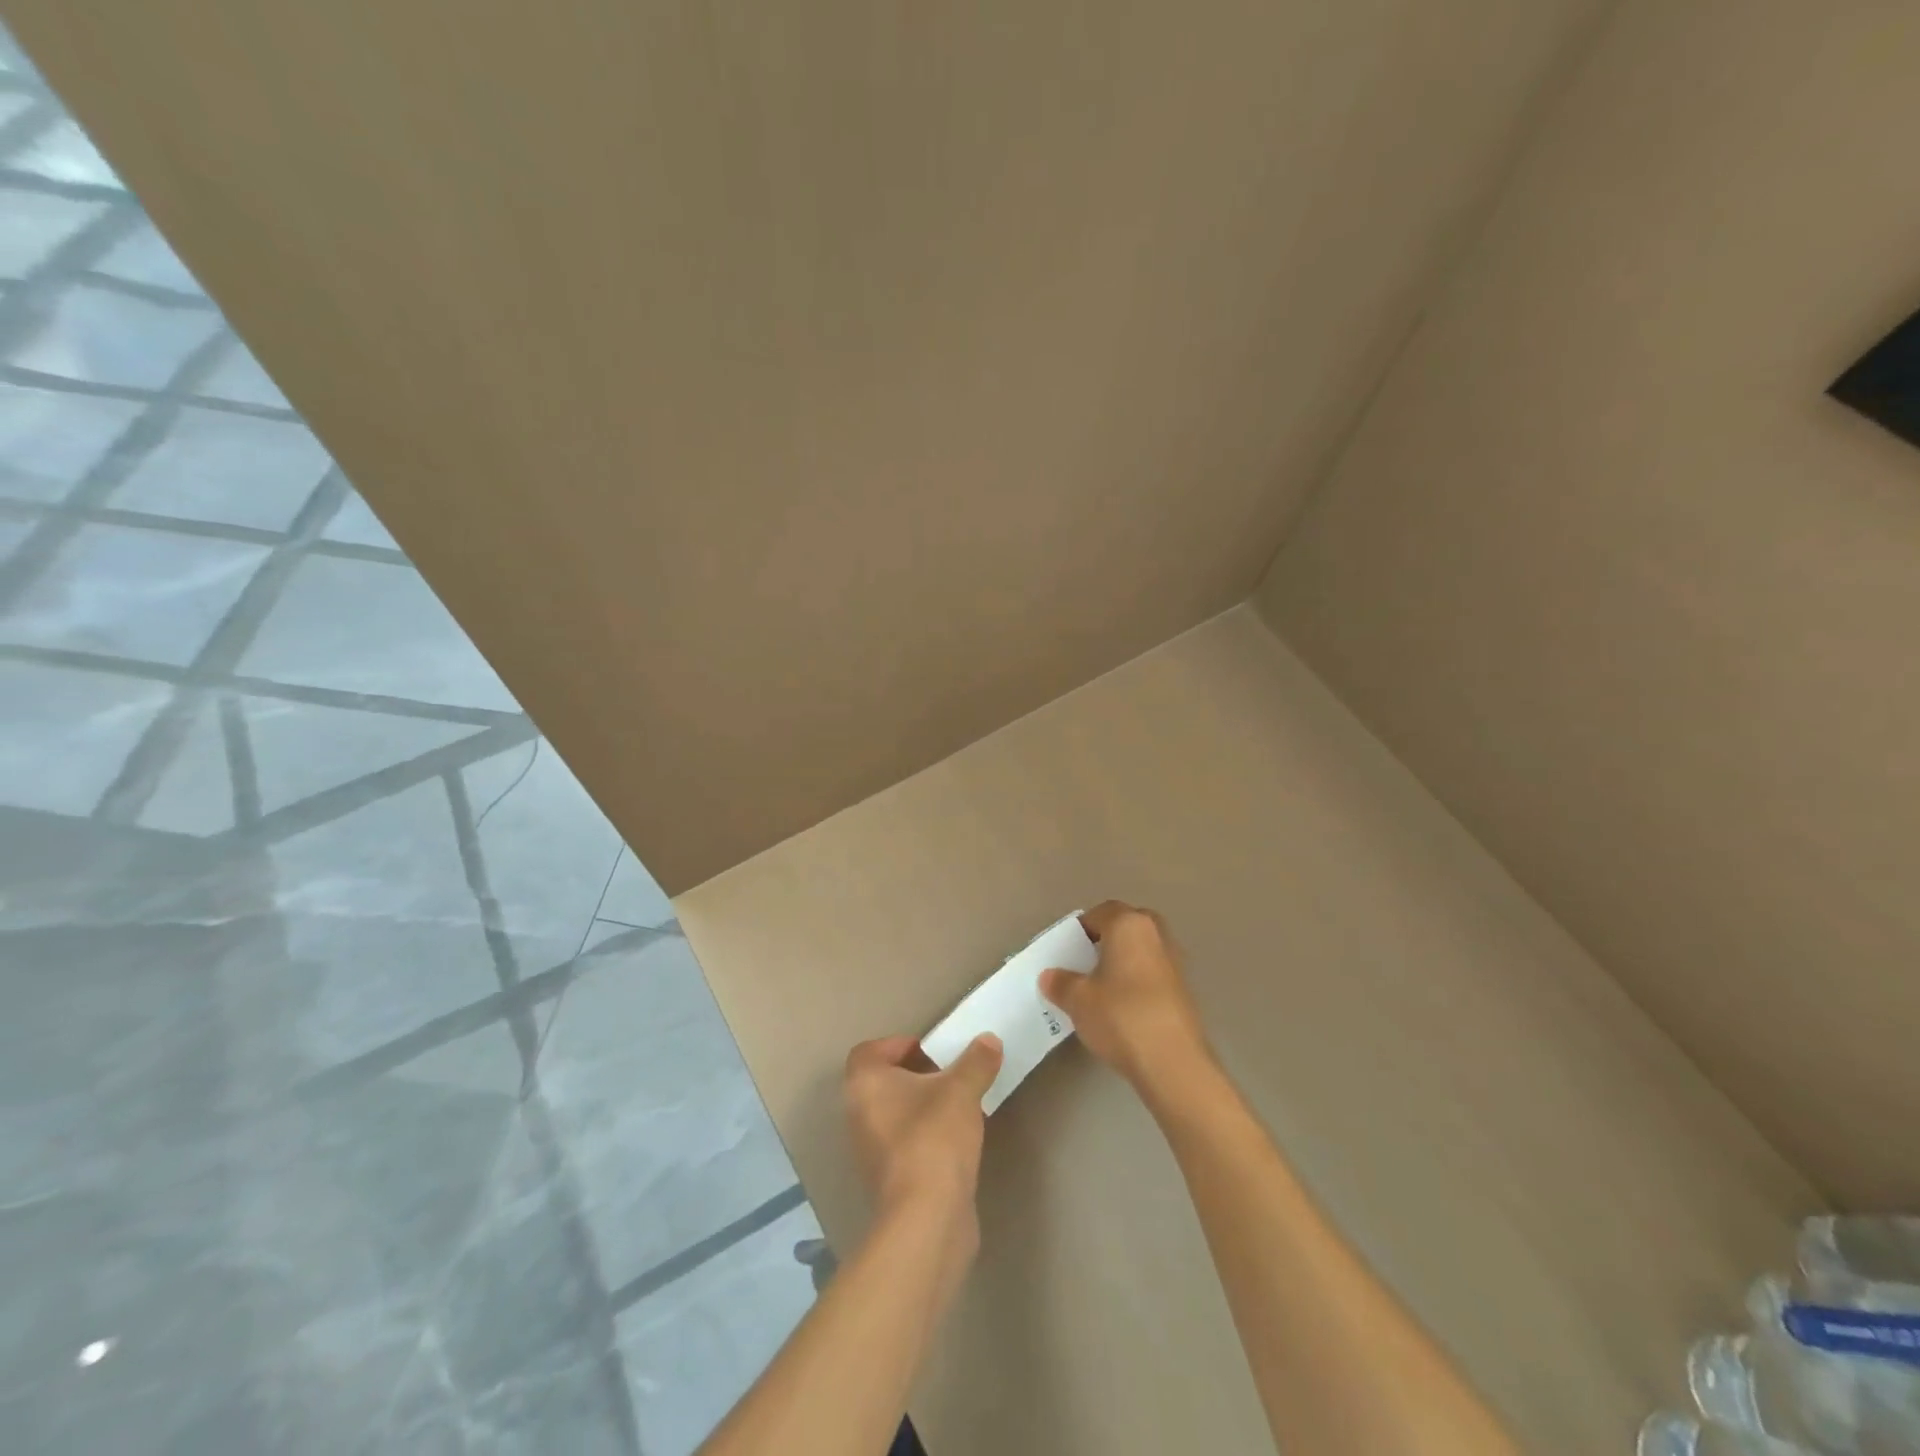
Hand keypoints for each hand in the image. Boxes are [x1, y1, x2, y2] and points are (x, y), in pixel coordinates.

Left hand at [843, 1033, 1003, 1228]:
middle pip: (882, 1082)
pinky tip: (955, 1141)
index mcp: (865, 1085)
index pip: (869, 1052)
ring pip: (893, 1114)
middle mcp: (858, 1114)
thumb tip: (989, 1040)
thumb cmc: (934, 1138)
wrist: (927, 1218)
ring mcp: (870, 1151)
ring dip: (921, 1106)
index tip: (930, 1051)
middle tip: (949, 1075)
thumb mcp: (962, 1090)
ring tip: (957, 1106)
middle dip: (915, 1074)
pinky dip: (924, 1135)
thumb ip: (976, 1061)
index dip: (897, 1045)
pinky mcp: (888, 1180)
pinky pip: (903, 1143)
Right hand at [1041, 901, 1213, 1095]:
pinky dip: (1138, 982)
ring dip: (1124, 961)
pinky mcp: (1184, 991)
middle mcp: (1156, 935)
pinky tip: (1122, 1008)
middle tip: (1085, 963)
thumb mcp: (1078, 1000)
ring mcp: (1175, 963)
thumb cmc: (1121, 1016)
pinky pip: (1153, 974)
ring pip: (1142, 950)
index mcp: (1129, 925)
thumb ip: (1060, 983)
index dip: (1080, 929)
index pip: (1101, 912)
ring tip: (1101, 988)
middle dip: (1106, 940)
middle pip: (1126, 926)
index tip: (1066, 951)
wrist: (1173, 1063)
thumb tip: (1050, 977)